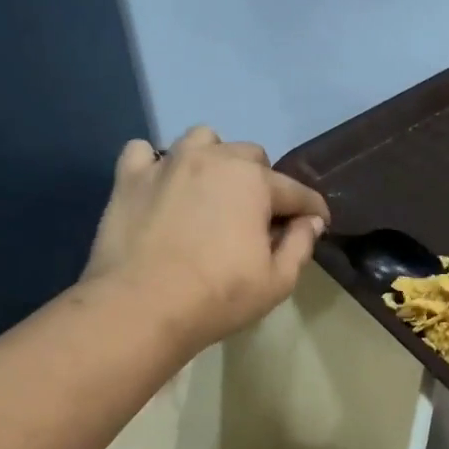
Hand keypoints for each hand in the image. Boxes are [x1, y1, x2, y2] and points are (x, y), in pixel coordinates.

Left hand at [80, 127, 330, 352]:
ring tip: (212, 190)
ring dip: (215, 159)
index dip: (312, 208)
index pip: (295, 191)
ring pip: (201, 140)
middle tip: (258, 215)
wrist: (139, 307)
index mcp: (254, 182)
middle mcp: (214, 159)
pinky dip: (158, 164)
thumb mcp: (277, 282)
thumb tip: (311, 221)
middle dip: (262, 181)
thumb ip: (300, 245)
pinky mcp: (129, 177)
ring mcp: (167, 163)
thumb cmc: (218, 297)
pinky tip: (163, 186)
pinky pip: (145, 152)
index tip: (319, 222)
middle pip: (250, 155)